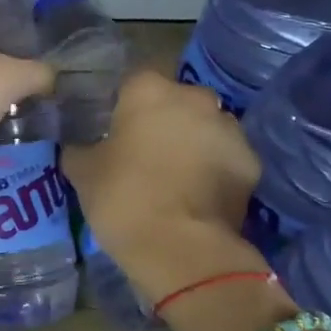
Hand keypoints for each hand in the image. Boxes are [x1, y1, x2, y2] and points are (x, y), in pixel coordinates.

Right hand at [61, 71, 270, 308]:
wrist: (181, 249)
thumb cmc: (123, 198)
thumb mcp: (82, 171)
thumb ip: (80, 147)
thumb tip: (79, 144)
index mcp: (149, 90)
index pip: (132, 82)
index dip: (122, 104)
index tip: (113, 129)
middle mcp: (194, 97)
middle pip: (174, 100)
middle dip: (162, 119)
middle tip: (144, 151)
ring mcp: (229, 128)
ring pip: (204, 126)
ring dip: (191, 141)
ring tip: (174, 175)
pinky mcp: (251, 161)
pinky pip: (225, 156)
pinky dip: (214, 168)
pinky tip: (197, 194)